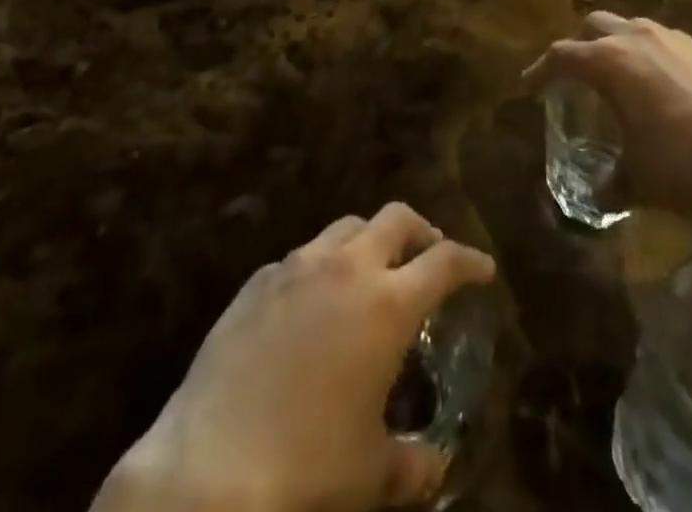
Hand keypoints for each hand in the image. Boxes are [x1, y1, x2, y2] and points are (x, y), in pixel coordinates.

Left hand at [97, 205, 495, 511]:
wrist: (208, 468)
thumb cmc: (306, 469)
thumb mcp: (371, 474)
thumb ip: (415, 464)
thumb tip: (436, 464)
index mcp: (386, 304)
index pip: (444, 261)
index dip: (470, 261)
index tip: (483, 269)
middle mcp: (347, 268)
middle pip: (396, 218)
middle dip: (421, 231)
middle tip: (429, 256)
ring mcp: (298, 266)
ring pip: (347, 226)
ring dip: (370, 241)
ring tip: (372, 274)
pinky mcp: (259, 279)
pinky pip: (302, 256)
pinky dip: (322, 267)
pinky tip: (314, 305)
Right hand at [524, 12, 691, 238]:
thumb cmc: (685, 161)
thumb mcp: (640, 179)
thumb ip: (613, 182)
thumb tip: (601, 195)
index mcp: (610, 61)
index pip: (562, 55)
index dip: (541, 71)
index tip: (529, 86)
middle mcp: (638, 38)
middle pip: (595, 26)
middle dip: (581, 47)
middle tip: (577, 78)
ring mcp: (675, 40)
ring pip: (633, 29)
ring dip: (619, 48)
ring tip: (622, 83)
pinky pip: (665, 44)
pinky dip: (653, 59)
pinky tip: (666, 92)